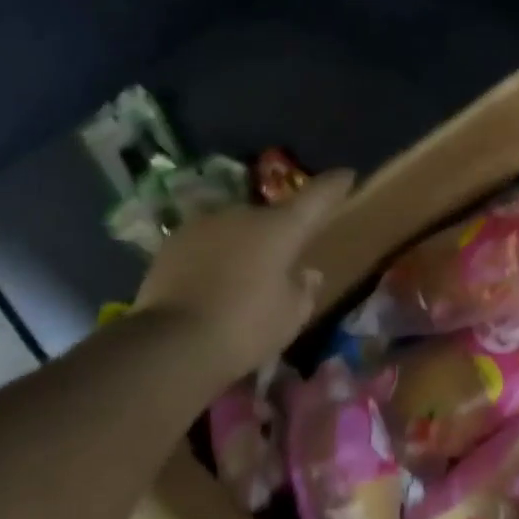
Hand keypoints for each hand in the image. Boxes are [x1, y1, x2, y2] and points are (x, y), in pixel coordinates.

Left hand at [135, 170, 354, 381]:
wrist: (171, 343)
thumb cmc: (247, 327)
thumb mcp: (292, 315)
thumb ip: (304, 289)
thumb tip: (308, 272)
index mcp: (280, 228)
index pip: (316, 197)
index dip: (334, 186)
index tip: (347, 175)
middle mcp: (242, 215)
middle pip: (270, 218)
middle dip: (280, 233)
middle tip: (285, 260)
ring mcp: (202, 225)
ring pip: (235, 230)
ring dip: (245, 245)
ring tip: (246, 278)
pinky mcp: (171, 244)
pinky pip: (206, 245)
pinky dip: (215, 258)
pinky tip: (214, 285)